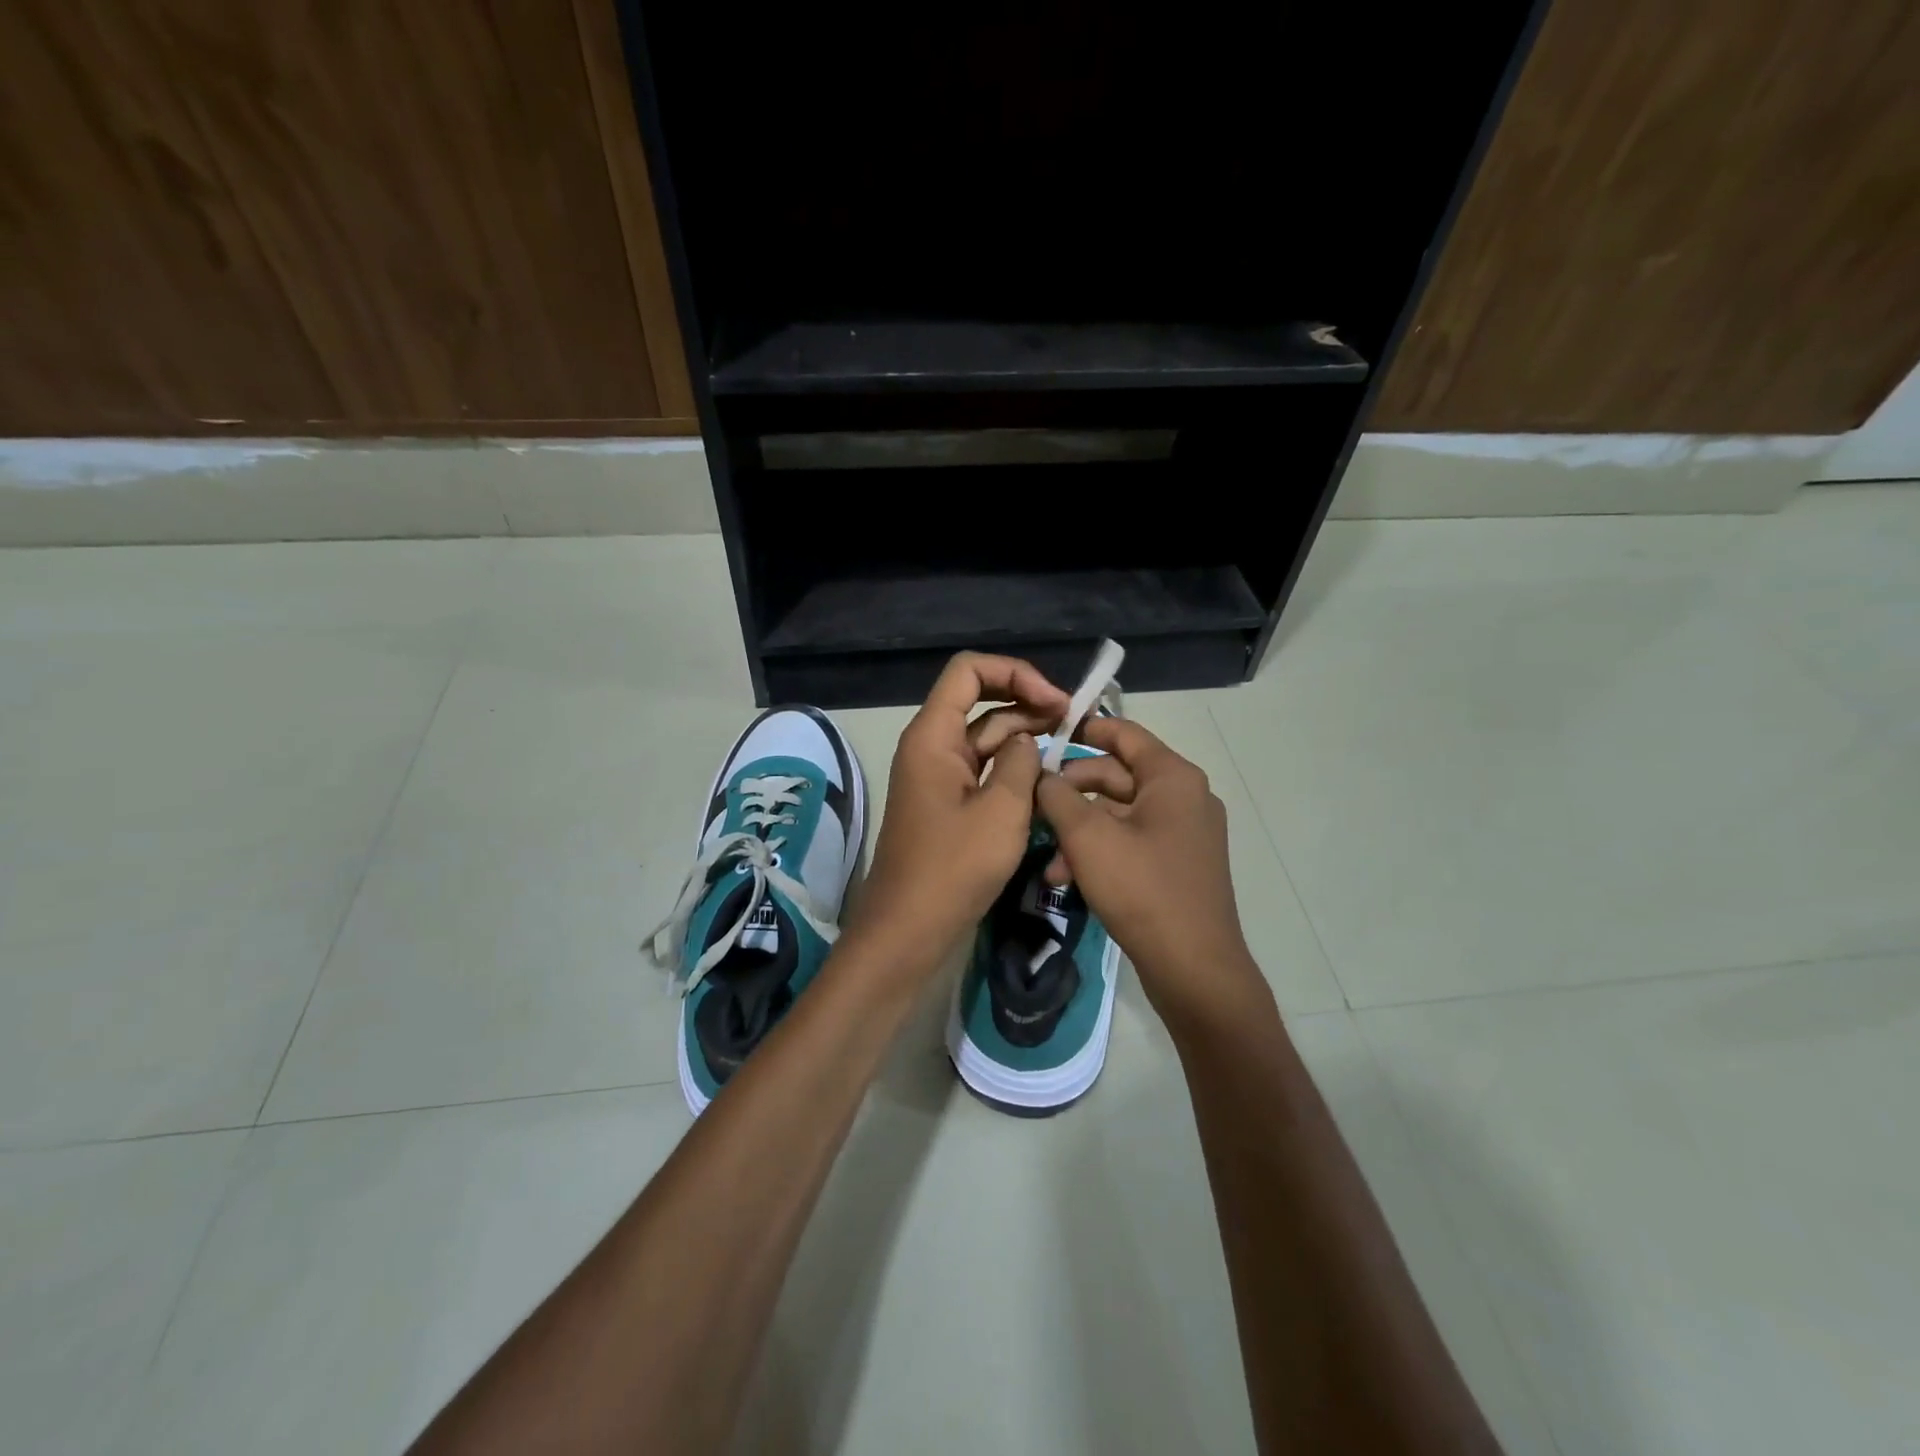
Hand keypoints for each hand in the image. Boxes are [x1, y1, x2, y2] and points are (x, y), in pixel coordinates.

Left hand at [851, 653, 1070, 967]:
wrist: (910, 930)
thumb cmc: (953, 868)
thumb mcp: (1002, 810)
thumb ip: (1022, 762)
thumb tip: (1026, 741)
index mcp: (933, 736)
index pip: (969, 671)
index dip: (1015, 673)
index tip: (1055, 702)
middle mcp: (932, 747)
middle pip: (980, 701)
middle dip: (1027, 702)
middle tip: (1074, 720)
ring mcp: (940, 777)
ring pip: (985, 737)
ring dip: (1025, 736)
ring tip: (1070, 745)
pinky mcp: (950, 804)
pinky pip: (984, 770)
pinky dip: (1013, 768)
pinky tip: (1047, 778)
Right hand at [1034, 716, 1268, 1032]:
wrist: (1194, 968)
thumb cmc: (1142, 889)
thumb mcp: (1088, 838)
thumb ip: (1058, 796)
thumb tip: (1041, 775)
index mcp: (1172, 778)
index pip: (1124, 733)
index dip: (1084, 729)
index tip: (1045, 733)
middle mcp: (1185, 797)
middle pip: (1118, 775)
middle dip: (1072, 791)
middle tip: (1034, 803)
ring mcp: (1184, 833)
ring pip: (1119, 814)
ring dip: (1080, 829)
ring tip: (1048, 859)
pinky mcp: (1177, 865)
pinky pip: (1131, 841)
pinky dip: (1099, 851)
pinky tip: (1066, 878)